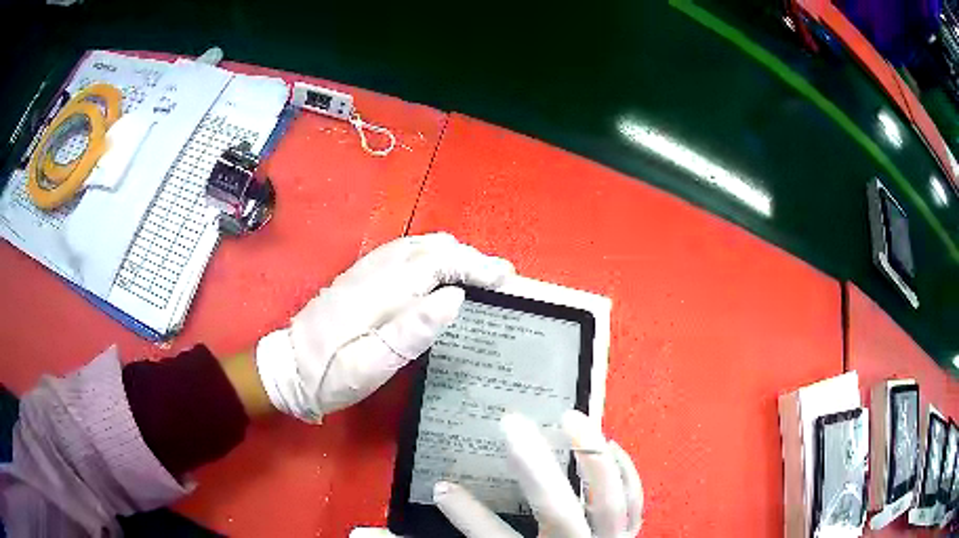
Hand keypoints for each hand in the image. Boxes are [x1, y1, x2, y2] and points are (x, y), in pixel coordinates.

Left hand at [255, 233, 513, 422]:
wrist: (286, 368)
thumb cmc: (329, 375)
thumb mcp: (371, 366)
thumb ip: (411, 330)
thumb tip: (454, 297)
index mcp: (380, 292)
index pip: (437, 263)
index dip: (475, 266)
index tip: (505, 277)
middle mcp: (373, 271)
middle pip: (430, 248)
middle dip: (469, 257)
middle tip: (499, 278)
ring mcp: (364, 270)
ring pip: (416, 245)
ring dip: (452, 253)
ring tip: (477, 272)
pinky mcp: (358, 277)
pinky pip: (402, 252)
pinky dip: (431, 254)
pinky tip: (438, 269)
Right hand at [434, 411, 642, 537]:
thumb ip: (472, 534)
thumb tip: (399, 527)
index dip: (469, 516)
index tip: (444, 487)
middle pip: (558, 513)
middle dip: (535, 468)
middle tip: (511, 422)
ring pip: (609, 501)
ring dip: (591, 457)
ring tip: (571, 418)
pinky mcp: (629, 535)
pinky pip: (635, 502)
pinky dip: (625, 472)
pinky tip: (612, 446)